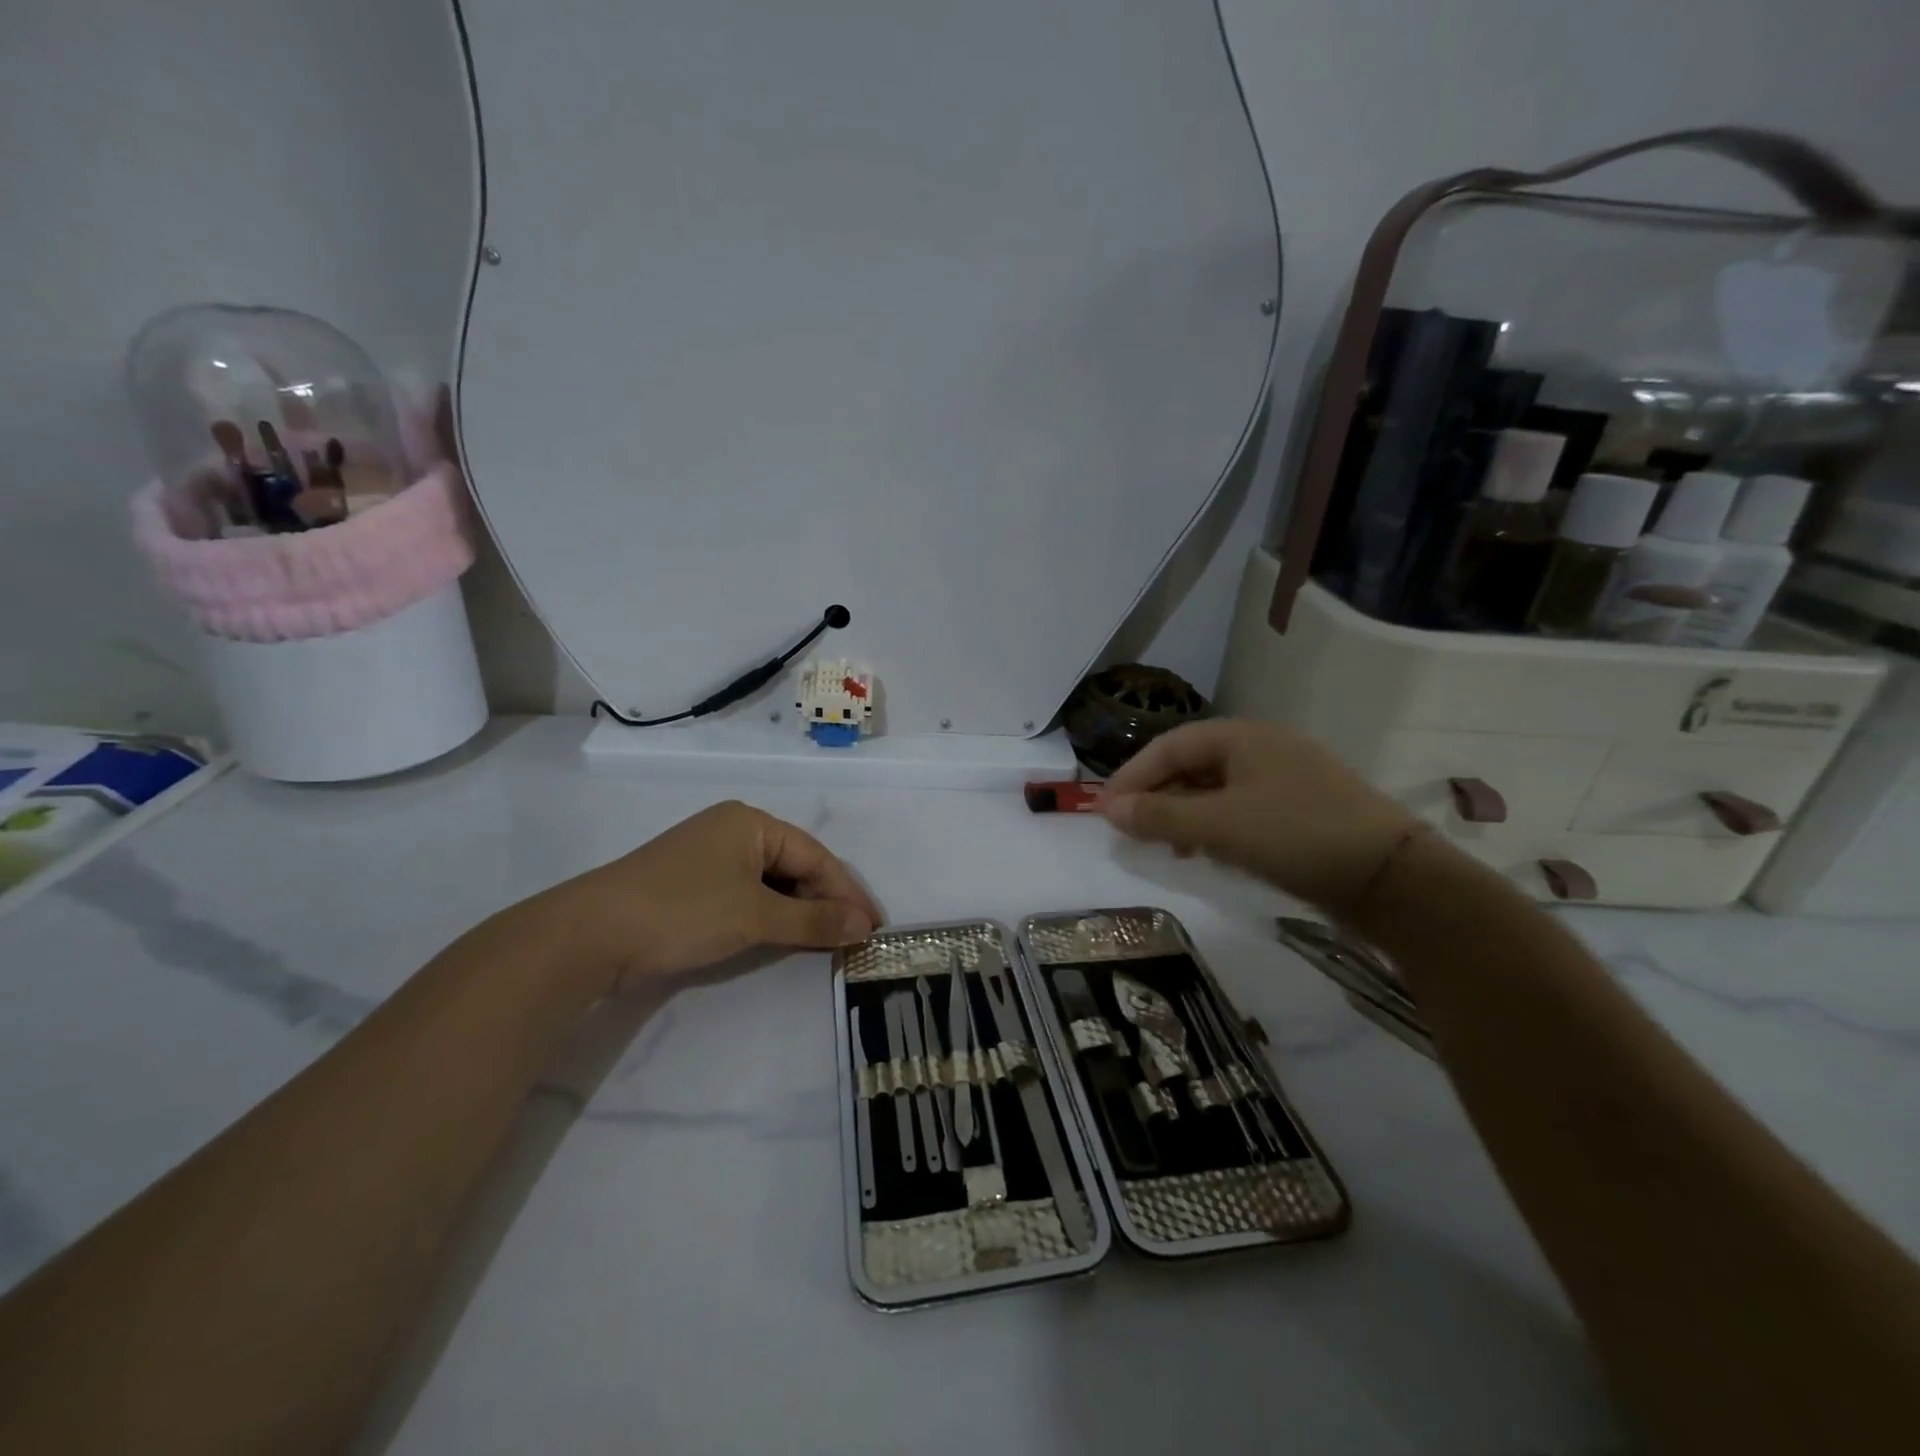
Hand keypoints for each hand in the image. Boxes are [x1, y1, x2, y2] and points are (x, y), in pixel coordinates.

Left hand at [535, 801, 881, 995]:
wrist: (590, 936)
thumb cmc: (683, 911)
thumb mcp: (755, 916)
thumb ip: (813, 921)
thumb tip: (865, 926)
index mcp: (751, 822)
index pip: (815, 856)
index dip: (846, 892)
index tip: (874, 927)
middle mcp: (733, 831)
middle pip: (795, 867)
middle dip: (825, 902)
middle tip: (853, 938)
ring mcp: (709, 858)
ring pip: (771, 884)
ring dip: (798, 913)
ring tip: (825, 942)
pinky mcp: (692, 886)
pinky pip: (747, 896)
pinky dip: (769, 917)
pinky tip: (783, 938)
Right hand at [1100, 719, 1417, 917]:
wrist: (1392, 878)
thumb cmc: (1296, 835)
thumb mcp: (1219, 825)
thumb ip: (1160, 816)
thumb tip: (1108, 809)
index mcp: (1242, 737)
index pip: (1169, 746)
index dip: (1132, 776)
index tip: (1105, 811)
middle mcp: (1263, 748)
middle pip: (1192, 765)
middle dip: (1157, 796)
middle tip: (1131, 830)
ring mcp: (1286, 778)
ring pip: (1216, 789)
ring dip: (1182, 813)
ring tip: (1164, 845)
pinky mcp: (1301, 809)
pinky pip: (1241, 808)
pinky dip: (1213, 826)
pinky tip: (1206, 851)